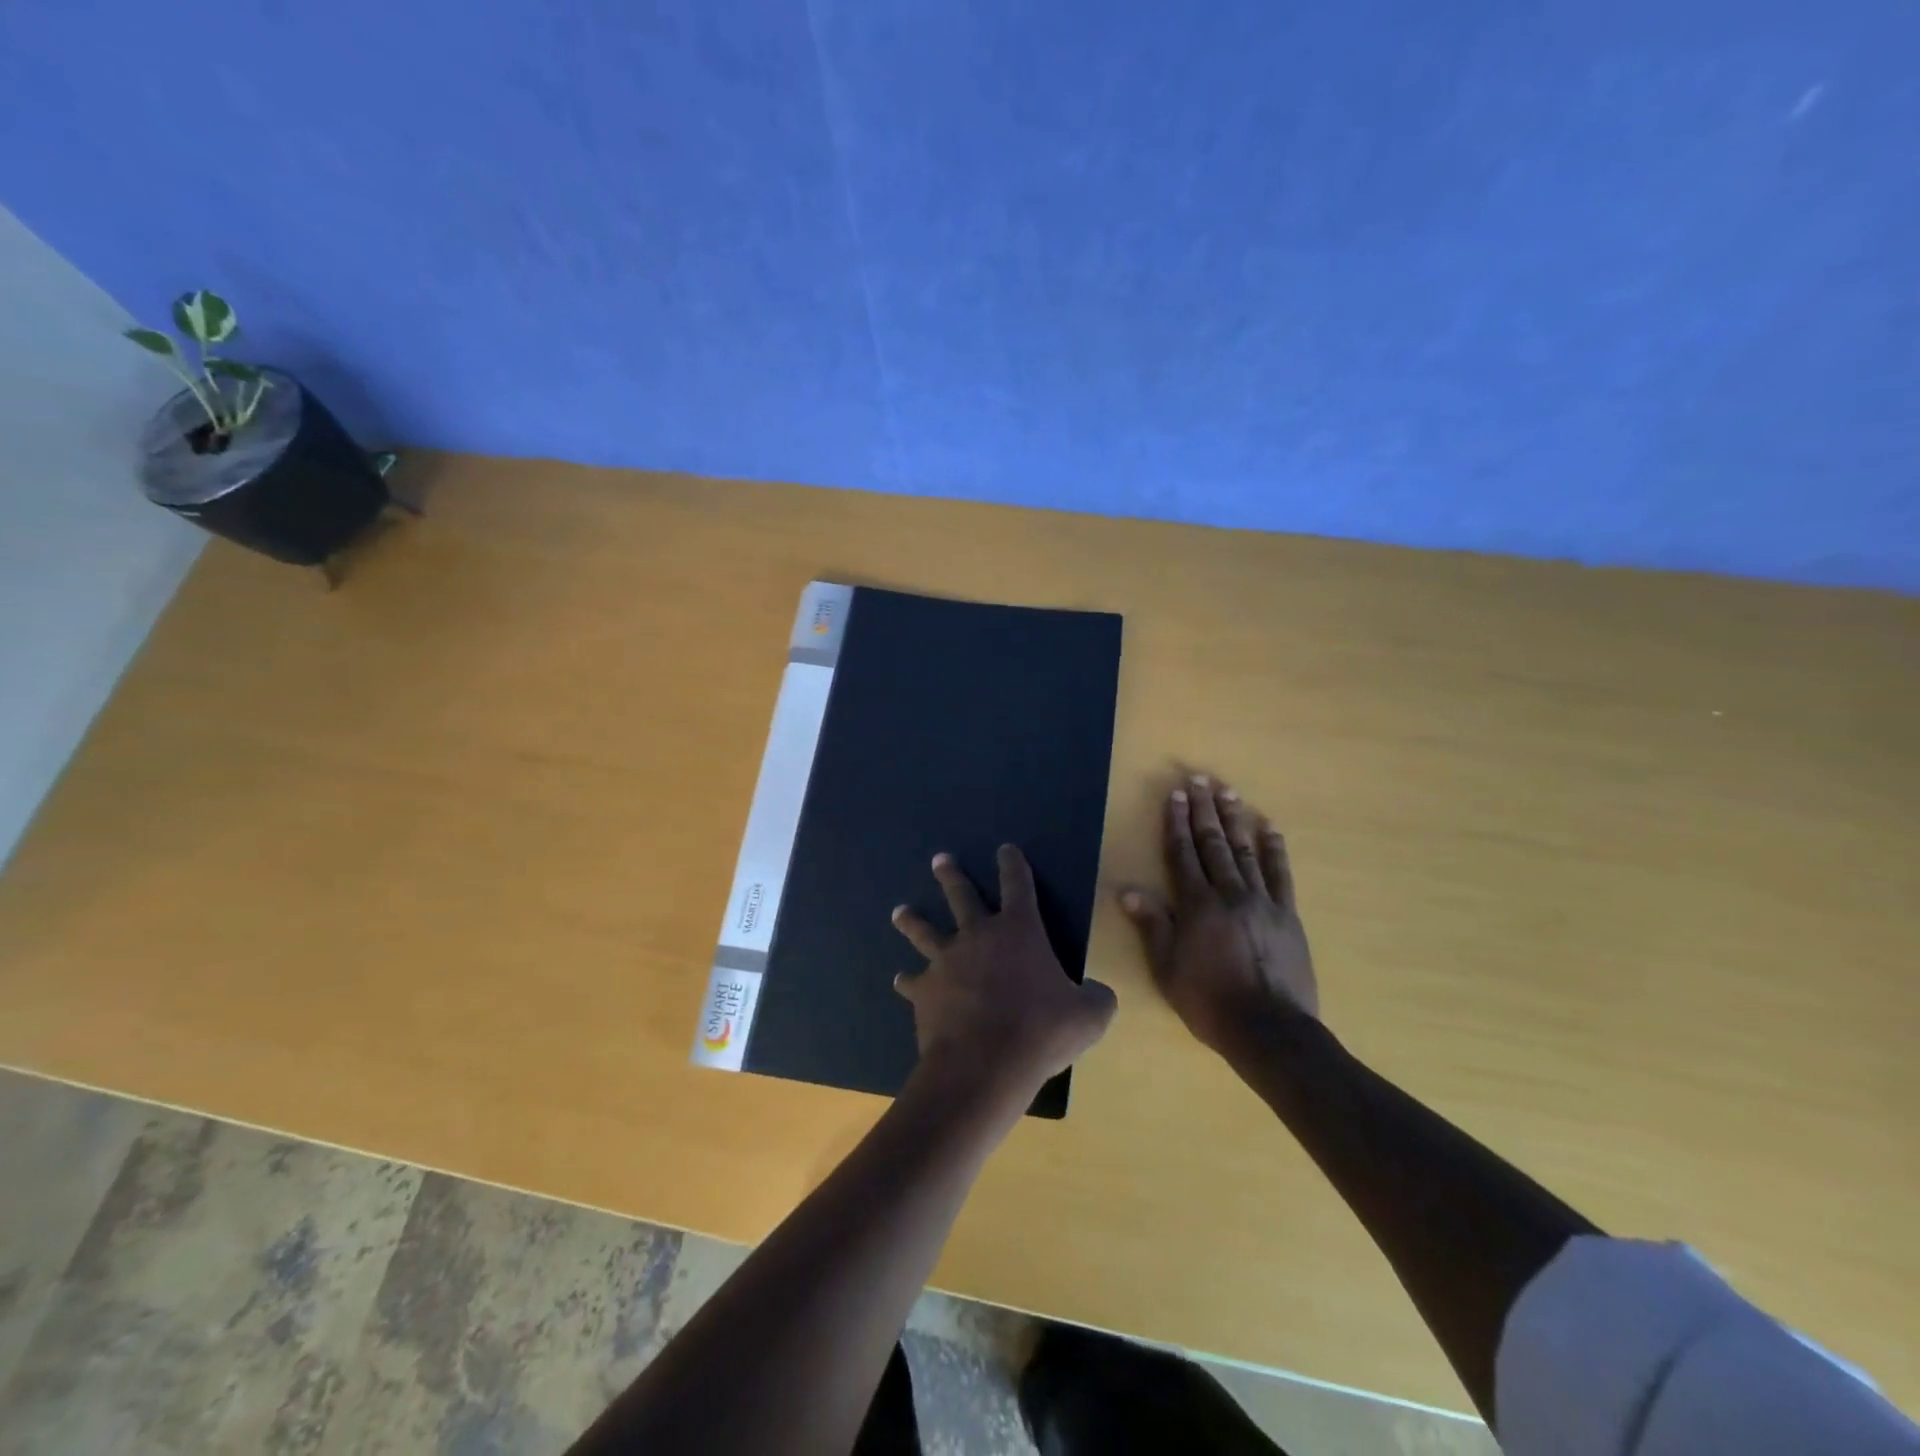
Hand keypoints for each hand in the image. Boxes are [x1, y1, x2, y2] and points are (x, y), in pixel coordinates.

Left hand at [892, 845, 1117, 1111]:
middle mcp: (978, 936)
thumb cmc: (1040, 1032)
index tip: (1005, 849)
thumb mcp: (1089, 1017)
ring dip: (912, 920)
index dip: (1013, 864)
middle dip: (951, 875)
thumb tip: (1098, 993)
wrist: (983, 1064)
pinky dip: (908, 980)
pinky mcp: (925, 991)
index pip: (1018, 885)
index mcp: (1019, 931)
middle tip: (939, 859)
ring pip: (925, 931)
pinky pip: (913, 981)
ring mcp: (946, 961)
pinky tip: (901, 980)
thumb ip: (1097, 998)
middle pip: (961, 896)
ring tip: (900, 911)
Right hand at [1121, 775, 1317, 1060]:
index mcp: (1197, 905)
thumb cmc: (1209, 1001)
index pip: (1182, 854)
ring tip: (1228, 792)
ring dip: (1235, 820)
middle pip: (1213, 843)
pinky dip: (1274, 850)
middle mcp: (1229, 893)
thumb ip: (1152, 925)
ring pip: (1245, 851)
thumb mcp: (1167, 968)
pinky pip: (1280, 875)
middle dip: (1204, 810)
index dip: (1176, 823)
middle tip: (1200, 779)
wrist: (1270, 1030)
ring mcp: (1262, 901)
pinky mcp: (1287, 915)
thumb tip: (1127, 891)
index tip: (1175, 795)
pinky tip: (1269, 829)